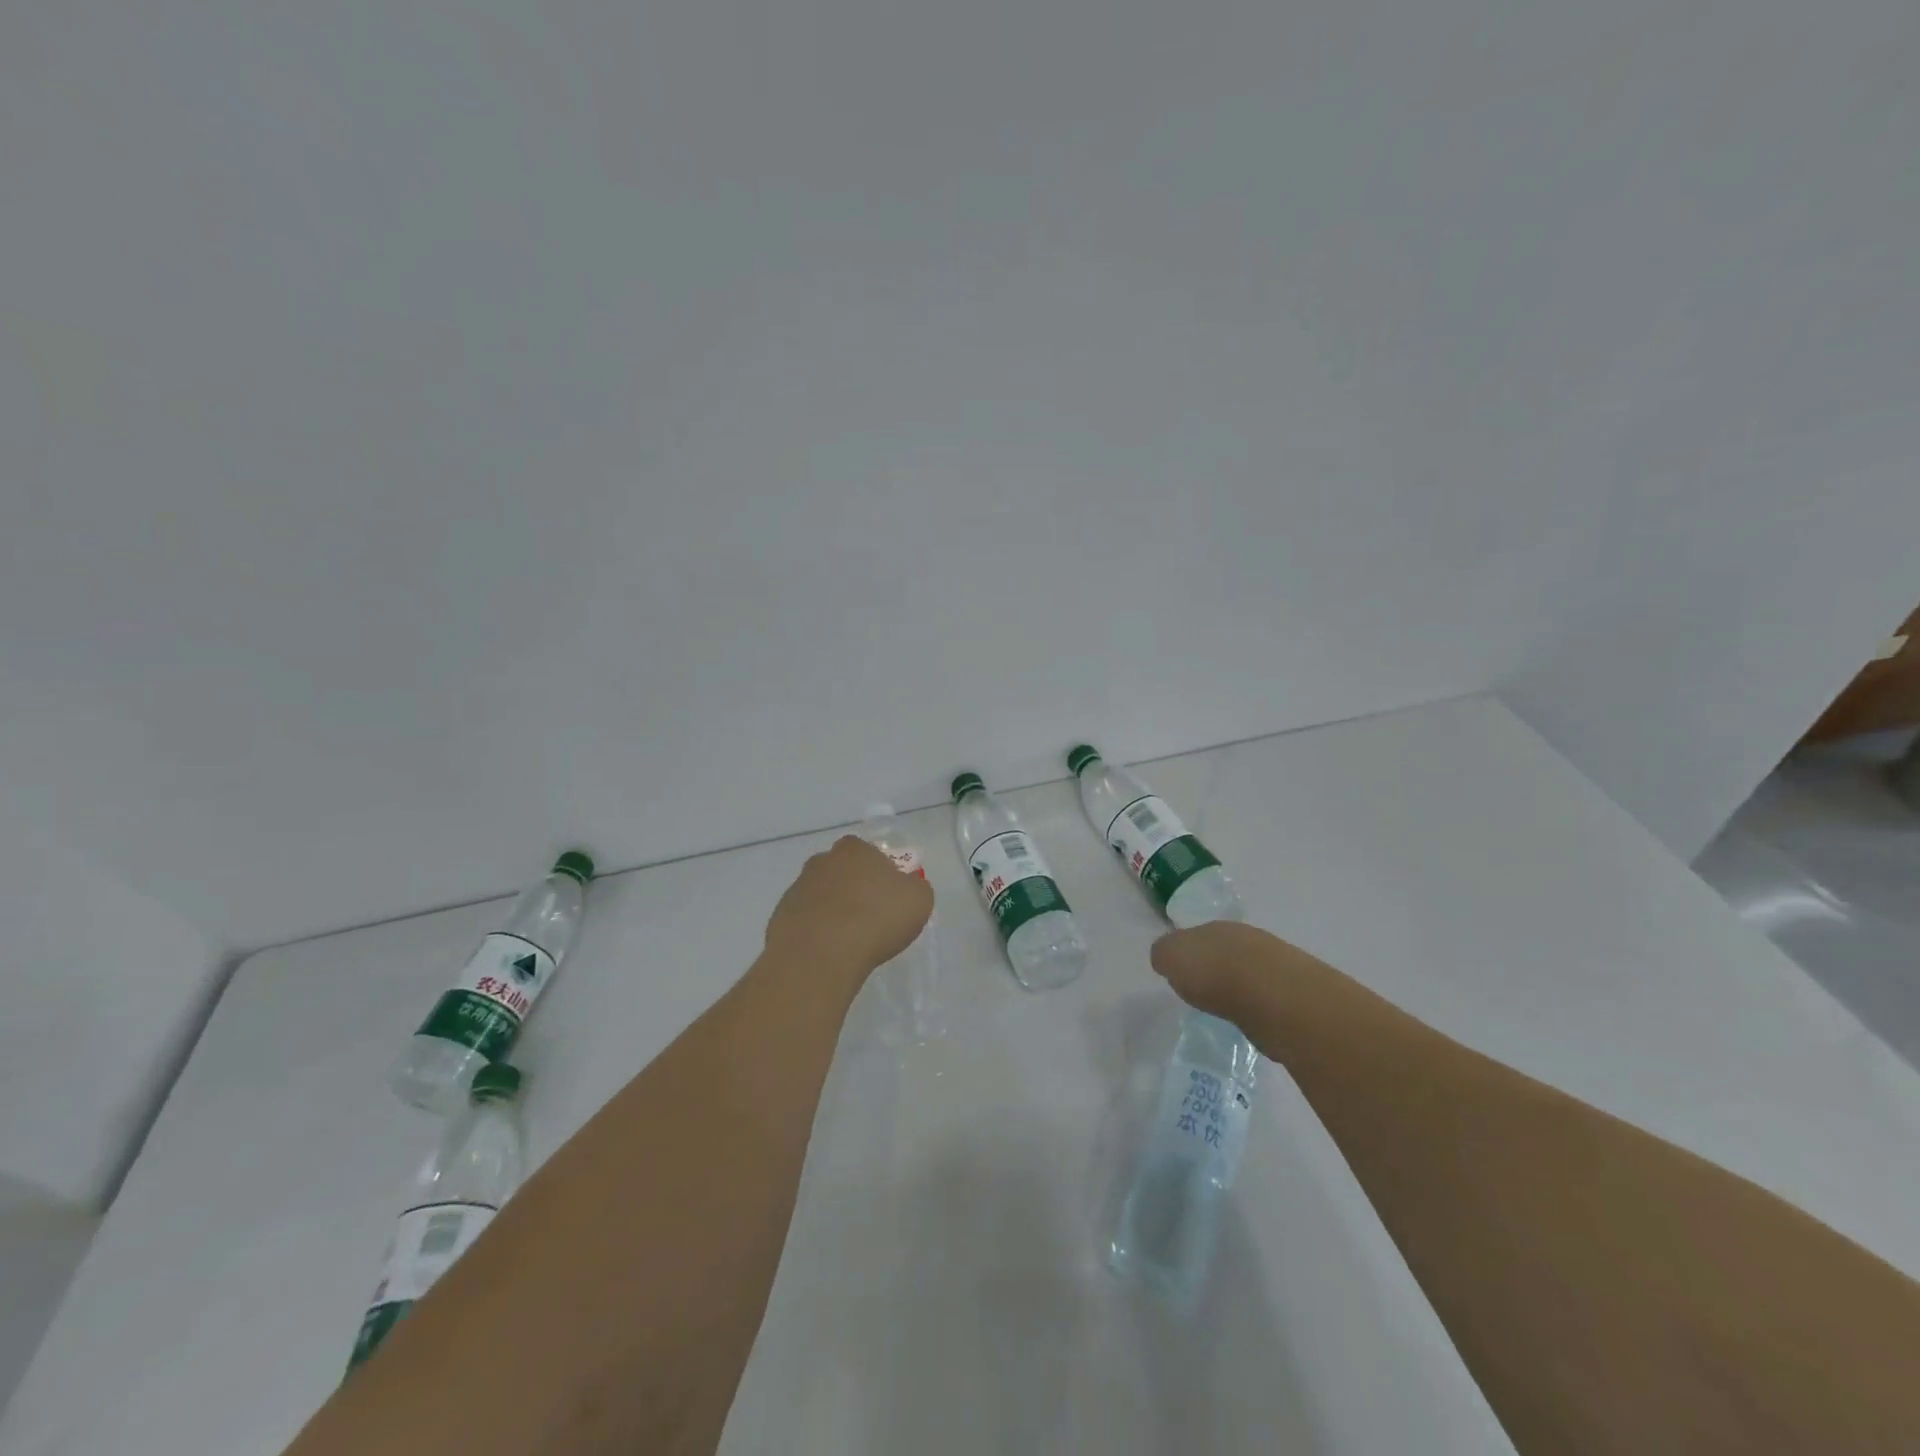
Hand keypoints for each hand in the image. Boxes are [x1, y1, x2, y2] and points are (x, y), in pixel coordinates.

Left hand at [763, 836, 933, 988]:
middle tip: (870, 919)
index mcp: (854, 849)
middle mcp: (822, 861)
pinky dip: (816, 932)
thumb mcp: (919, 900)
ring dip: (834, 911)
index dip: (881, 873)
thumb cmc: (876, 919)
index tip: (889, 898)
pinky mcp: (780, 917)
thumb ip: (915, 887)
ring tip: (849, 942)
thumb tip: (907, 886)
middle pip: (843, 872)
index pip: (869, 853)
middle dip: (855, 890)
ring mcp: (797, 888)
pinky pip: (806, 920)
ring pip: (822, 896)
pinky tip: (828, 952)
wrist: (821, 955)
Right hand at [1150, 920, 1307, 1025]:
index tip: (1182, 974)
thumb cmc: (1213, 971)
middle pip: (1224, 952)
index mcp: (1214, 926)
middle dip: (1214, 968)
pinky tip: (1250, 1020)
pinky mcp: (1293, 994)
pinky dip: (1256, 1007)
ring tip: (1227, 1010)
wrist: (1272, 995)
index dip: (1188, 954)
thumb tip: (1167, 960)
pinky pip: (1266, 998)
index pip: (1196, 935)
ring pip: (1248, 973)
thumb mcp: (1169, 956)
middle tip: (1203, 992)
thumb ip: (1164, 955)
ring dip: (1238, 988)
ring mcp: (1274, 964)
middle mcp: (1245, 938)